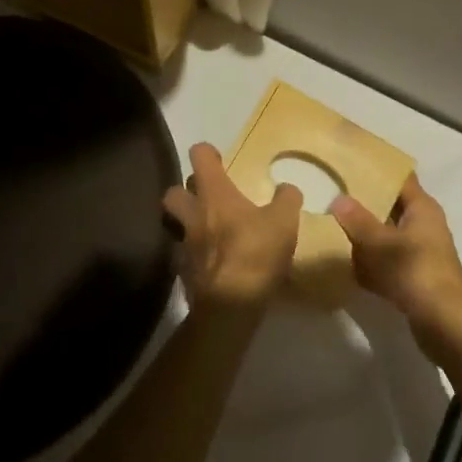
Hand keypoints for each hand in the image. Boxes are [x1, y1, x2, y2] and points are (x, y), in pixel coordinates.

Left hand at [161, 144, 302, 310]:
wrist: (229, 308)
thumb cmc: (255, 254)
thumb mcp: (284, 222)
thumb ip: (286, 199)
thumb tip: (287, 187)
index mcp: (214, 194)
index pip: (199, 156)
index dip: (207, 153)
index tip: (219, 160)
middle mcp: (193, 214)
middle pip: (174, 191)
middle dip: (186, 191)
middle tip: (207, 198)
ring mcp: (184, 245)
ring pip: (176, 224)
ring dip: (188, 224)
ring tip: (210, 231)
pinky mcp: (183, 273)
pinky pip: (185, 255)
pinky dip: (196, 255)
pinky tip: (214, 263)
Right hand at [329, 175, 461, 352]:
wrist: (445, 324)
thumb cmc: (414, 271)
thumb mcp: (380, 243)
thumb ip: (358, 221)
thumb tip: (338, 199)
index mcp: (422, 208)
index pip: (400, 178)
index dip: (378, 170)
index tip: (351, 163)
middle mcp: (424, 225)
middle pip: (391, 207)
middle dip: (365, 203)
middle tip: (334, 194)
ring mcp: (420, 252)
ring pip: (387, 236)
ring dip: (366, 235)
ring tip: (333, 225)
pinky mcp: (415, 277)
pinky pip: (388, 262)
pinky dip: (371, 262)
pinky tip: (347, 264)